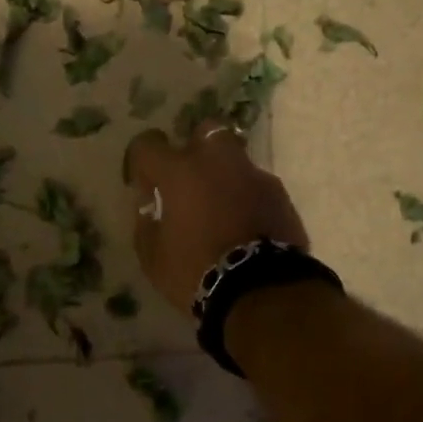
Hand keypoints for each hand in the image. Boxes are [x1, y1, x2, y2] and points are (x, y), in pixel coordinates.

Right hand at [123, 122, 309, 309]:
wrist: (261, 290)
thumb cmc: (195, 272)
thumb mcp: (154, 258)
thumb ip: (147, 225)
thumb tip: (150, 208)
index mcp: (180, 172)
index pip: (149, 144)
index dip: (142, 160)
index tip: (144, 183)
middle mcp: (218, 162)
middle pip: (206, 131)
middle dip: (196, 147)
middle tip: (190, 179)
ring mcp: (255, 176)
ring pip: (236, 160)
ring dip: (226, 176)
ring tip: (221, 208)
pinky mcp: (280, 196)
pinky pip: (257, 187)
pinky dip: (248, 199)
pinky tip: (245, 225)